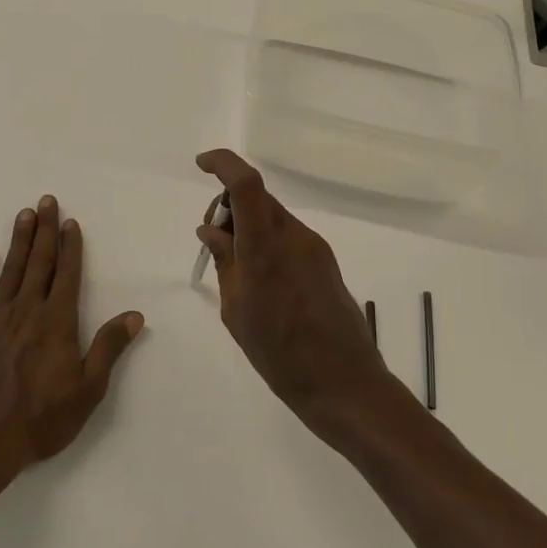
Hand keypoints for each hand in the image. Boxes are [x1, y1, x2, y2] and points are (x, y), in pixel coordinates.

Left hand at [0, 195, 143, 507]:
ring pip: (9, 270)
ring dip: (18, 241)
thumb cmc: (40, 420)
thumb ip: (108, 348)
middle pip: (38, 263)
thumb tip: (134, 315)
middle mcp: (25, 311)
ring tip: (24, 214)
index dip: (70, 247)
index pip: (66, 275)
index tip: (70, 222)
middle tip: (46, 201)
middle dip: (44, 230)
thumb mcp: (87, 390)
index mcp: (56, 322)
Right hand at [195, 149, 395, 439]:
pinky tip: (261, 280)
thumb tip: (212, 229)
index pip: (246, 184)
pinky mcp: (325, 261)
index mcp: (266, 248)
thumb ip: (225, 262)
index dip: (223, 163)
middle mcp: (294, 237)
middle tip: (213, 239)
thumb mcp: (237, 311)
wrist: (344, 383)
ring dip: (248, 225)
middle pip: (258, 197)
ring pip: (272, 216)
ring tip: (235, 269)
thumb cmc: (280, 355)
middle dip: (229, 204)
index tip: (202, 165)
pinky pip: (288, 236)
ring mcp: (314, 247)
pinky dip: (267, 241)